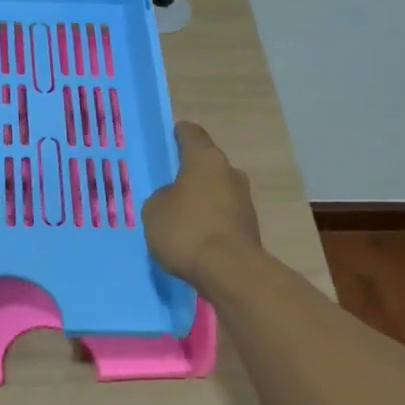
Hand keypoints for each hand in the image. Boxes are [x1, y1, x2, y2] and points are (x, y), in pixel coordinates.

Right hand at [143, 122, 261, 287]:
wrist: (229, 270)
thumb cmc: (186, 229)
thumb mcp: (154, 210)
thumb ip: (162, 196)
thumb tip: (174, 198)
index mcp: (205, 159)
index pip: (192, 134)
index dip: (179, 134)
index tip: (169, 137)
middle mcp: (230, 172)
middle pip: (207, 164)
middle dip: (190, 171)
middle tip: (169, 183)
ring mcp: (244, 200)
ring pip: (217, 190)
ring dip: (201, 197)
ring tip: (180, 214)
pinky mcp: (249, 226)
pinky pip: (223, 214)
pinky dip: (210, 219)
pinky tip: (194, 234)